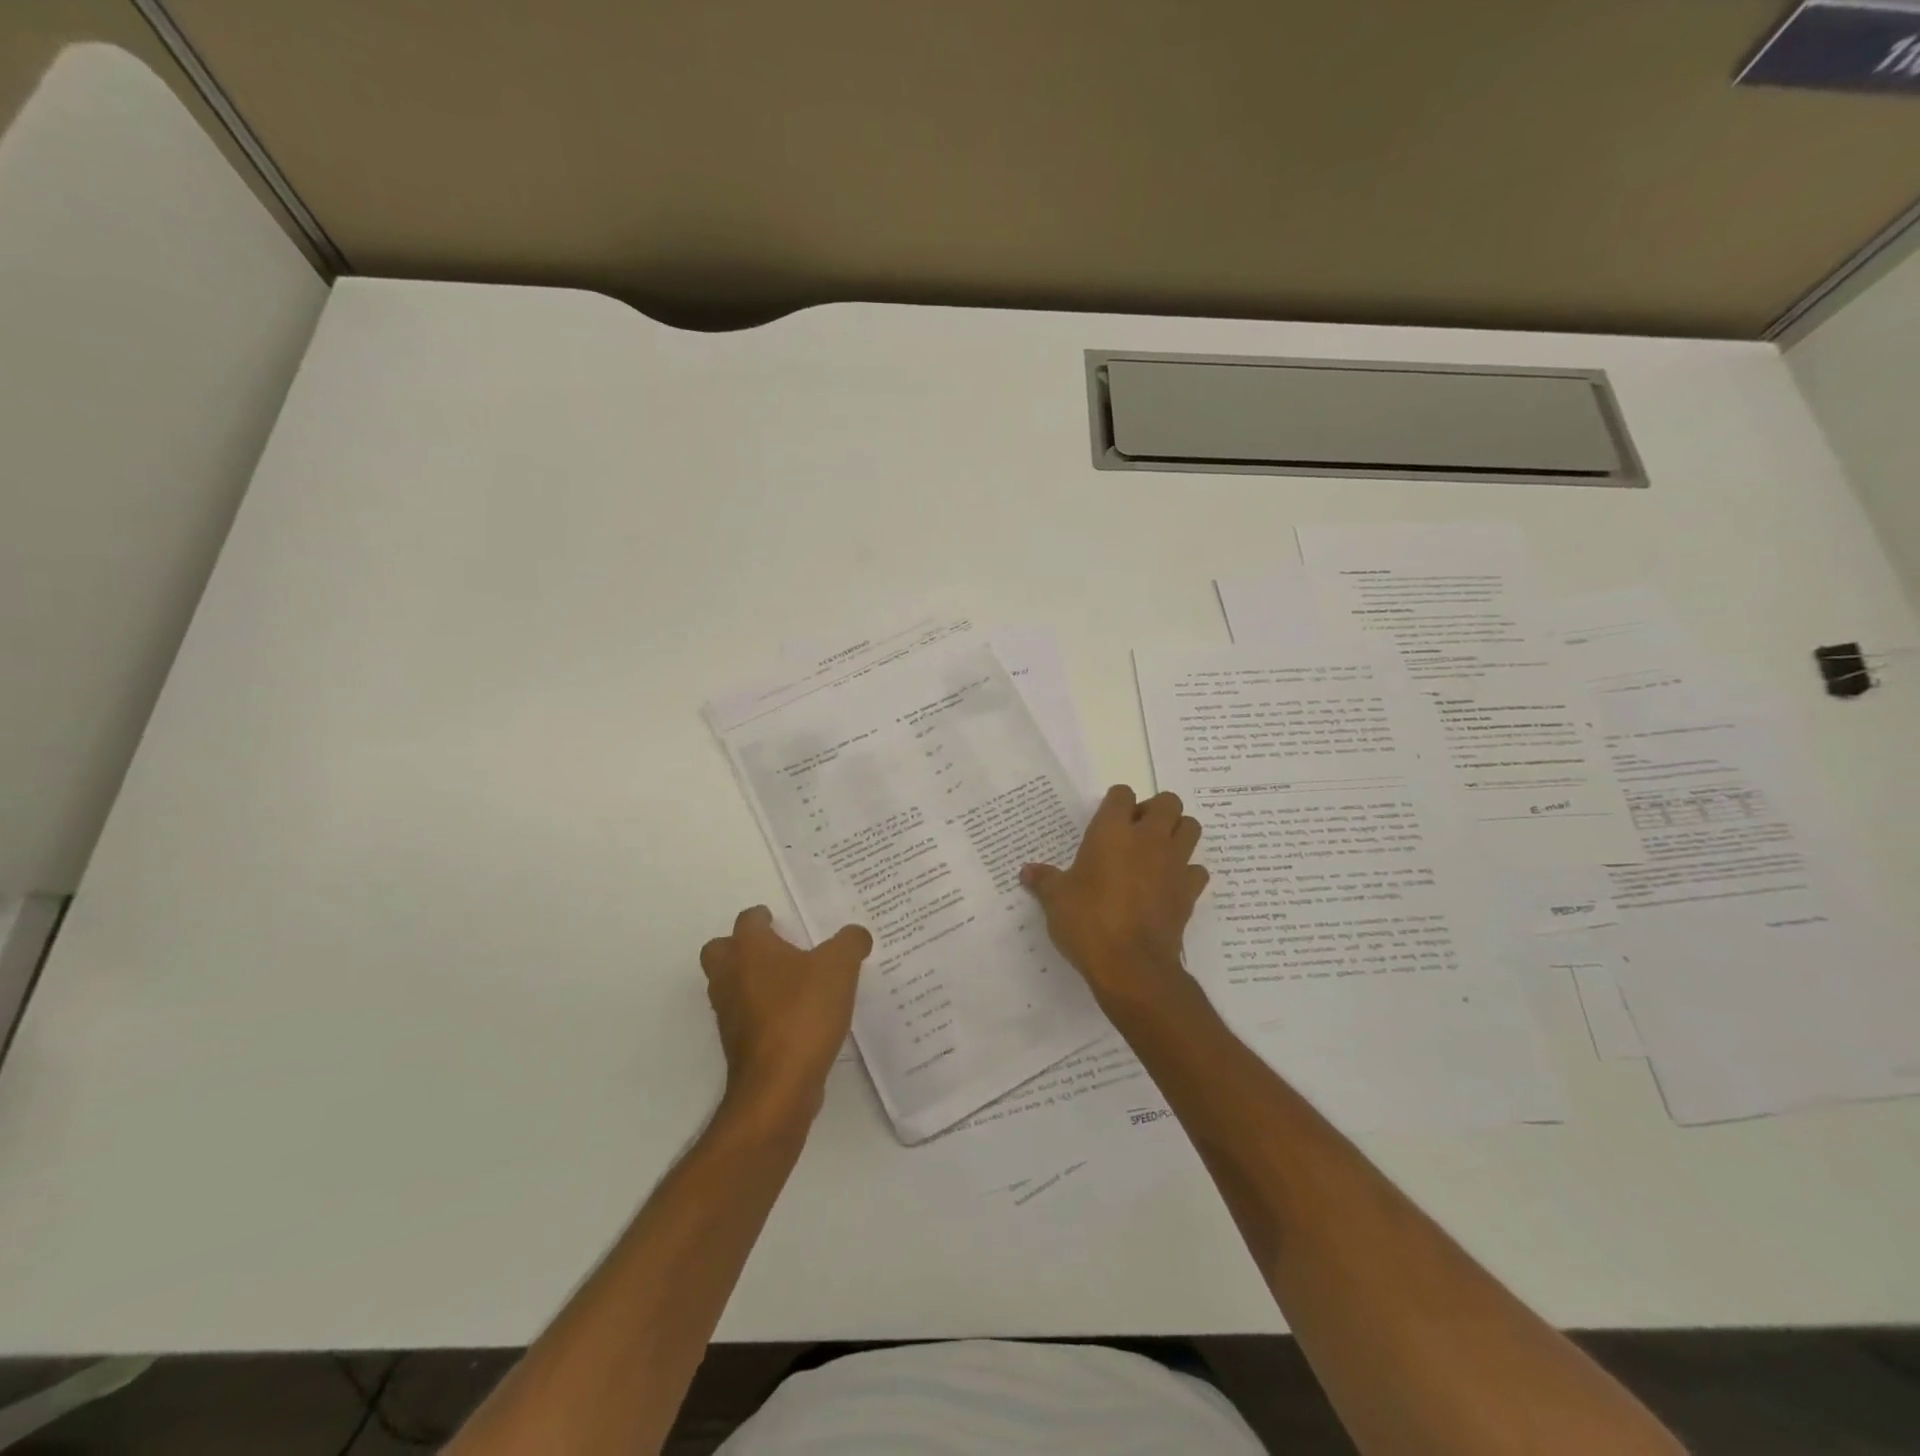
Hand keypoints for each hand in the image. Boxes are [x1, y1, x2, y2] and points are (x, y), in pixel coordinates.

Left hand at [700, 907, 872, 1121]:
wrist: (778, 1085)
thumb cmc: (803, 1012)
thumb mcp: (840, 967)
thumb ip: (850, 943)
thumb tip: (855, 935)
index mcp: (749, 949)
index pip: (748, 920)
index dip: (764, 917)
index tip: (781, 921)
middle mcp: (730, 976)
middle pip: (720, 951)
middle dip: (741, 947)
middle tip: (774, 950)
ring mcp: (728, 1013)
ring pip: (728, 985)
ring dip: (749, 981)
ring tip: (788, 984)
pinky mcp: (736, 1045)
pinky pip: (744, 1016)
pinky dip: (760, 1012)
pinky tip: (792, 1017)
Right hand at [1020, 785, 1208, 1002]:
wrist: (1131, 966)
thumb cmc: (1088, 922)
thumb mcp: (1056, 900)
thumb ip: (1043, 880)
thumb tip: (1026, 872)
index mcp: (1112, 831)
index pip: (1122, 794)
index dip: (1115, 803)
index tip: (1105, 822)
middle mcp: (1148, 838)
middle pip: (1168, 801)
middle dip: (1154, 810)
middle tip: (1135, 832)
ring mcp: (1174, 863)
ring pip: (1191, 827)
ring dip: (1177, 833)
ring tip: (1156, 852)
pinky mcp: (1190, 891)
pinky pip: (1197, 870)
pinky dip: (1187, 872)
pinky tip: (1169, 885)